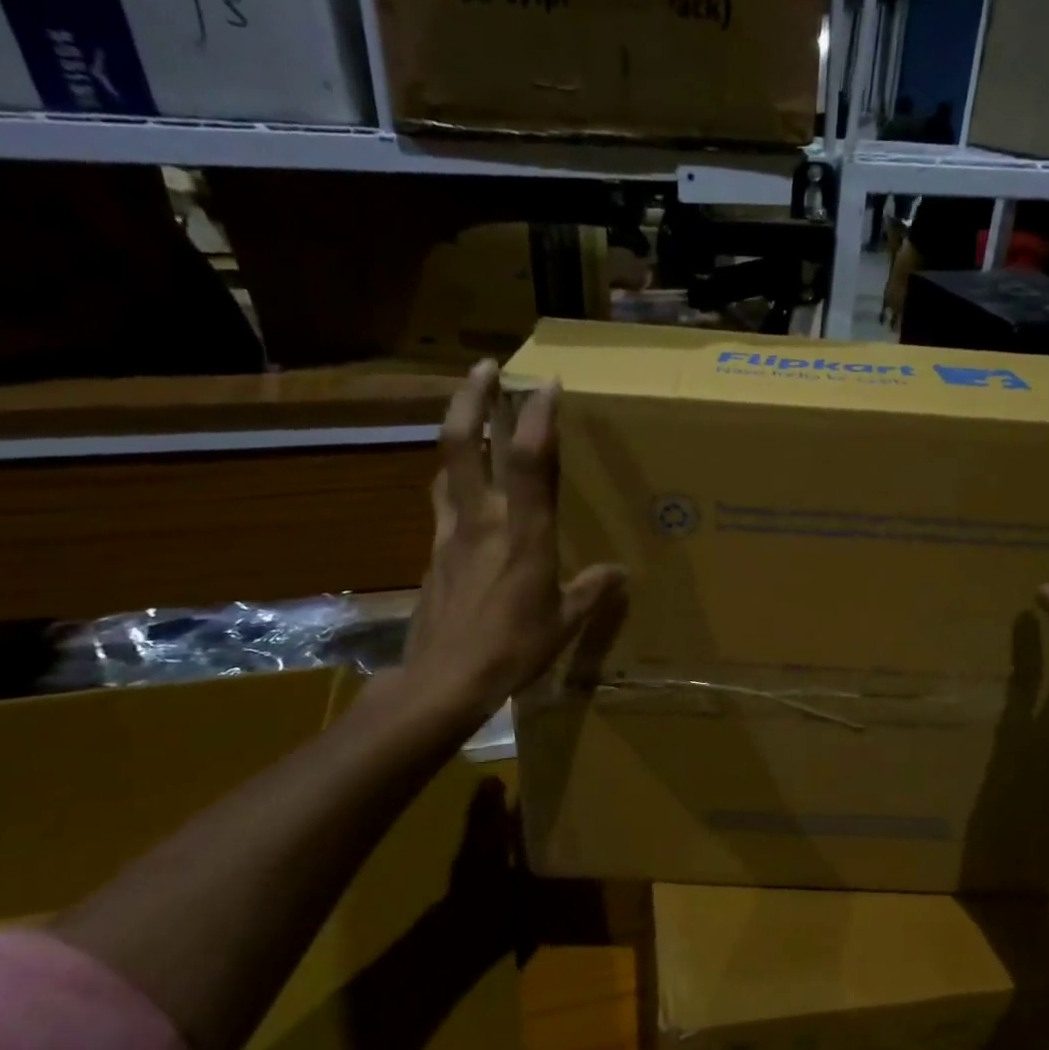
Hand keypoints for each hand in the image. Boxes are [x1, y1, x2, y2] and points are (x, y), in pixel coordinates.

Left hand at [387, 360, 625, 726]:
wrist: (443, 681)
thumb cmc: (512, 649)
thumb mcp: (564, 622)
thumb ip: (591, 591)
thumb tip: (617, 574)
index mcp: (521, 533)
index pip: (527, 460)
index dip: (538, 417)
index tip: (548, 383)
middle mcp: (480, 521)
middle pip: (462, 444)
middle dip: (472, 398)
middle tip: (485, 368)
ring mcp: (449, 535)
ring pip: (445, 469)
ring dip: (457, 435)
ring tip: (471, 421)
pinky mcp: (431, 556)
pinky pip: (442, 506)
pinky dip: (454, 485)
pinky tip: (465, 497)